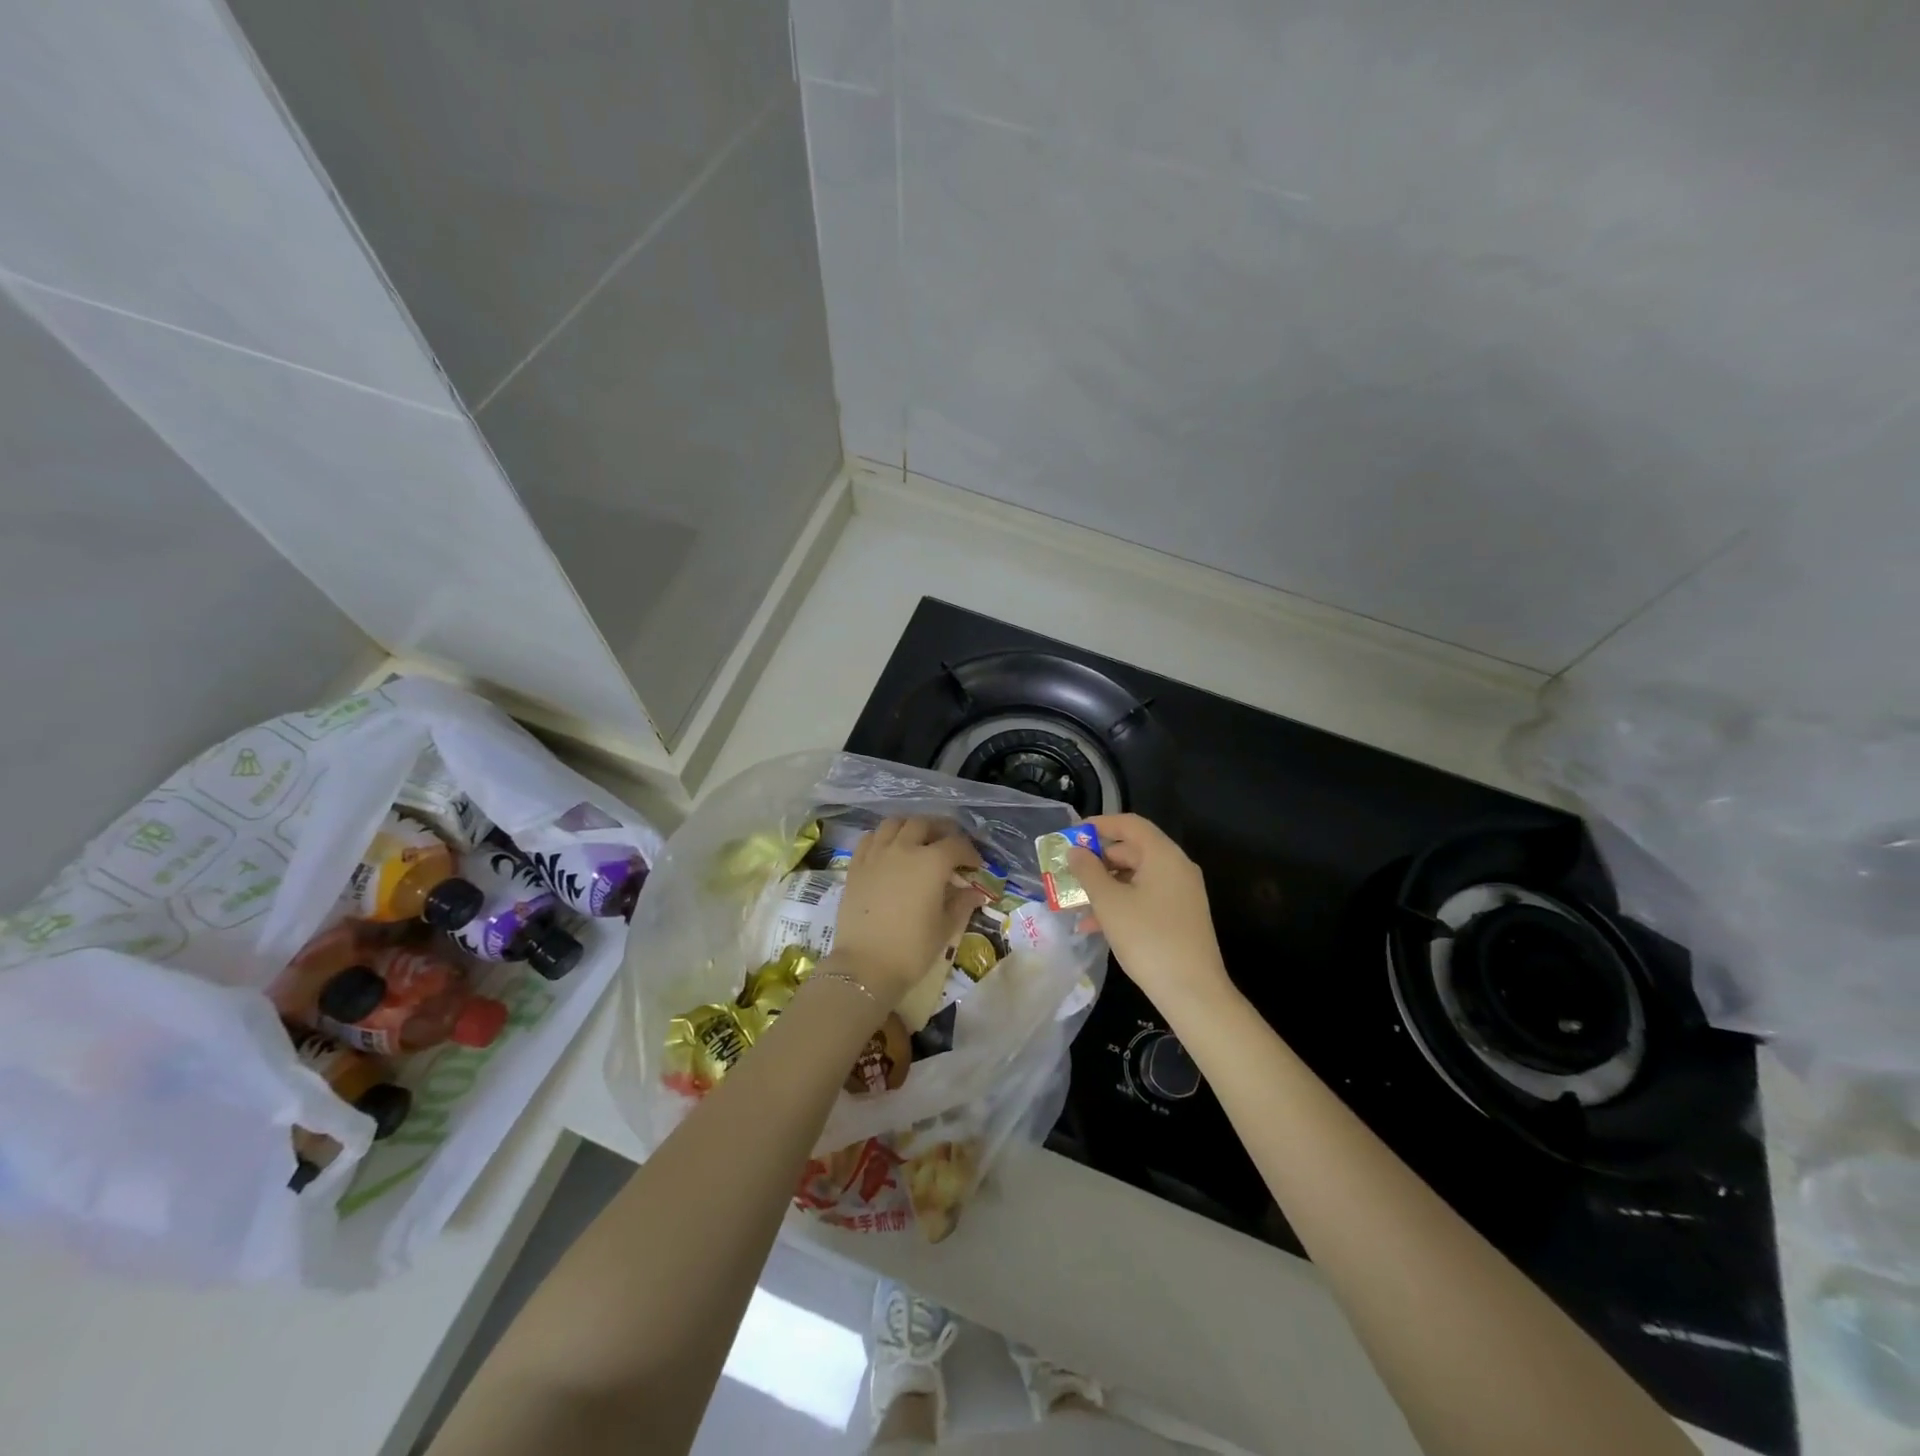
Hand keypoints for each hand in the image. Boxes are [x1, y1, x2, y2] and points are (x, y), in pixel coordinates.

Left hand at [832, 817, 981, 1008]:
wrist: (865, 966)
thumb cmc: (912, 949)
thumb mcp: (945, 928)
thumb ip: (962, 904)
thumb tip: (975, 893)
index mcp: (932, 862)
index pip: (957, 844)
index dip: (970, 852)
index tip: (975, 865)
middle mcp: (904, 849)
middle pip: (924, 824)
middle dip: (941, 830)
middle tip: (949, 845)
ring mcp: (876, 854)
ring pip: (894, 823)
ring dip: (910, 827)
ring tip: (918, 841)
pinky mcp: (856, 865)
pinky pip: (870, 838)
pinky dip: (883, 837)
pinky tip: (889, 850)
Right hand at [1067, 814, 1233, 1019]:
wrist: (1193, 992)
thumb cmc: (1148, 938)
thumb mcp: (1109, 903)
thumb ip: (1088, 872)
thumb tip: (1075, 851)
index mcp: (1163, 855)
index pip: (1129, 824)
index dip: (1099, 825)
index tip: (1071, 835)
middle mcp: (1176, 868)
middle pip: (1131, 850)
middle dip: (1096, 861)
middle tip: (1067, 873)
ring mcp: (1180, 893)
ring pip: (1135, 878)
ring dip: (1104, 887)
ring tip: (1073, 903)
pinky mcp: (1179, 916)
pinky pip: (1144, 898)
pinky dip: (1120, 904)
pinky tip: (1093, 926)